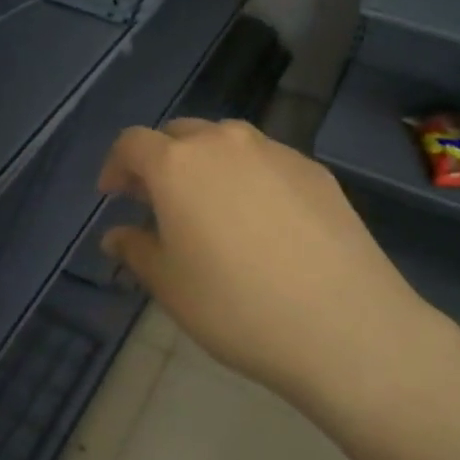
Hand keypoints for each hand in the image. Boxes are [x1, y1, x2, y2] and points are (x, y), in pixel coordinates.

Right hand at [98, 119, 436, 404]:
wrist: (344, 325)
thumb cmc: (236, 306)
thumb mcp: (169, 285)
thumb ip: (135, 250)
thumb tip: (117, 235)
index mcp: (178, 164)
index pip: (132, 143)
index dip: (116, 166)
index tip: (114, 195)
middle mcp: (224, 142)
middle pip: (179, 134)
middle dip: (161, 161)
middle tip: (159, 202)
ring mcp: (275, 151)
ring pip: (226, 143)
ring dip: (206, 165)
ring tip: (212, 208)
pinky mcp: (315, 170)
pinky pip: (266, 161)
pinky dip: (249, 177)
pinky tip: (263, 221)